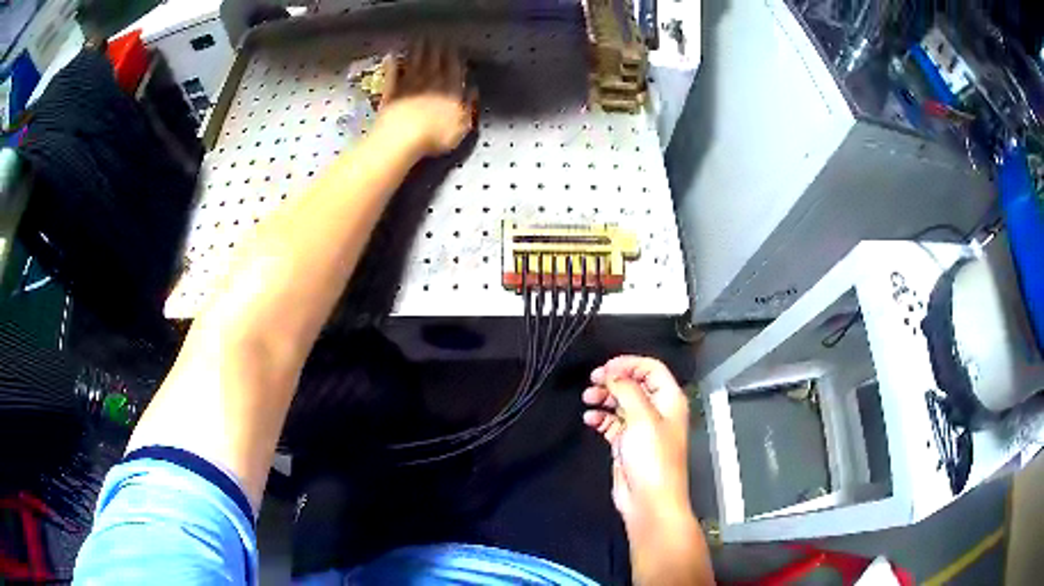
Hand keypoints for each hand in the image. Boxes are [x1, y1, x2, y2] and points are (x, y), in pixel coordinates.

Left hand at [374, 40, 474, 156]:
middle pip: (434, 60)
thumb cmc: (436, 135)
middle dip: (436, 47)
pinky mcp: (390, 92)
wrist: (402, 138)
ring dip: (416, 49)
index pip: (454, 68)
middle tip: (437, 35)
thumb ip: (468, 106)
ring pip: (414, 62)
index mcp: (450, 89)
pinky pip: (392, 74)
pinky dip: (392, 64)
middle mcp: (430, 82)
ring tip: (418, 38)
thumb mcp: (462, 125)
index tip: (454, 44)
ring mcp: (408, 85)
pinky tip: (391, 55)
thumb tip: (473, 90)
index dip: (454, 55)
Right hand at [583, 355, 691, 524]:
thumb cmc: (653, 459)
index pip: (651, 369)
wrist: (649, 500)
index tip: (606, 367)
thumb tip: (613, 375)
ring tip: (588, 399)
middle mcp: (657, 411)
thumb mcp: (642, 418)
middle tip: (593, 381)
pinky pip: (612, 423)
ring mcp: (642, 428)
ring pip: (621, 402)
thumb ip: (627, 390)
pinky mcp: (628, 443)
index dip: (629, 364)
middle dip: (613, 380)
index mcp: (669, 400)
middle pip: (635, 384)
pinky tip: (590, 419)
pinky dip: (601, 418)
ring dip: (604, 398)